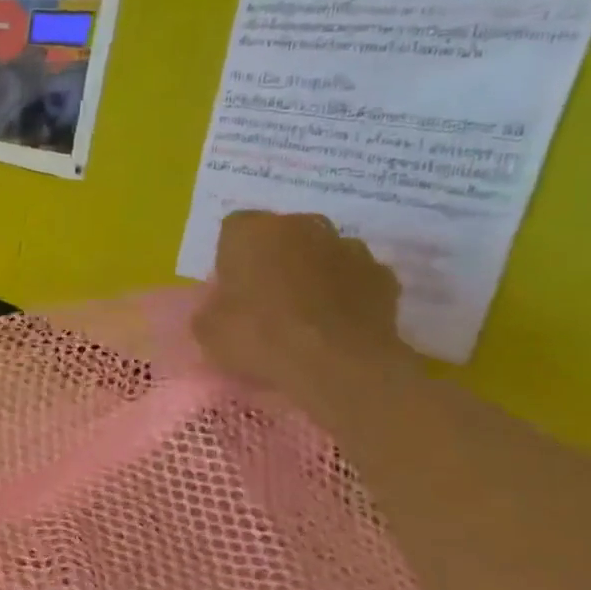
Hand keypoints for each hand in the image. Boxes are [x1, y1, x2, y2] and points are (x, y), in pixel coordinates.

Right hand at [193, 211, 413, 394]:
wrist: (335, 363)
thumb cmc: (259, 337)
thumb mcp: (208, 330)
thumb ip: (211, 309)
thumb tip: (220, 308)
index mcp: (252, 232)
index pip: (234, 229)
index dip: (230, 258)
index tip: (230, 287)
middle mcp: (302, 226)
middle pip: (283, 234)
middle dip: (275, 258)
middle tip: (265, 299)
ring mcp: (348, 247)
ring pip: (322, 253)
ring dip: (313, 273)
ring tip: (304, 314)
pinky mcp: (382, 275)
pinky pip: (355, 278)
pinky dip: (346, 294)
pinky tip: (336, 324)